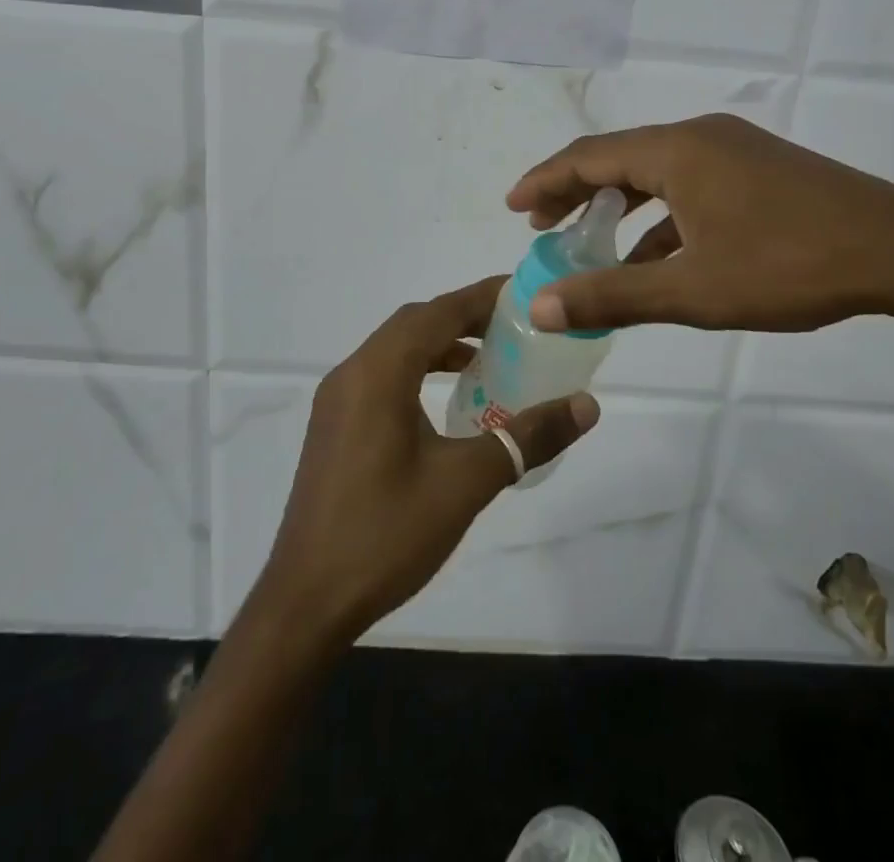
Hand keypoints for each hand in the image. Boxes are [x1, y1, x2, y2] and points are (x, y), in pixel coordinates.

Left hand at [255, 277, 600, 644]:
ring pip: (395, 349)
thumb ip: (527, 437)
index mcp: (378, 373)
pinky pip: (382, 376)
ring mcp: (337, 402)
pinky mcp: (334, 427)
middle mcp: (352, 374)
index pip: (438, 312)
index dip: (482, 297)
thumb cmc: (386, 533)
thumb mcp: (466, 482)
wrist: (306, 603)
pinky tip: (447, 401)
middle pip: (415, 323)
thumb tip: (586, 405)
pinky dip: (418, 370)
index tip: (524, 291)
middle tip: (514, 325)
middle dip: (464, 316)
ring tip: (487, 358)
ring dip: (440, 344)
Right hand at [506, 114, 893, 334]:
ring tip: (590, 238)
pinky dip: (662, 214)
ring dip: (619, 203)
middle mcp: (701, 136)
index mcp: (677, 151)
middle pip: (619, 157)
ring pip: (656, 171)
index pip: (589, 156)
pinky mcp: (760, 169)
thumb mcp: (694, 289)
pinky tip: (658, 254)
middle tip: (540, 224)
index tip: (513, 208)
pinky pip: (691, 183)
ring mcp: (734, 149)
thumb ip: (614, 296)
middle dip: (575, 190)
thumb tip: (541, 306)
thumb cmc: (790, 265)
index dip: (544, 180)